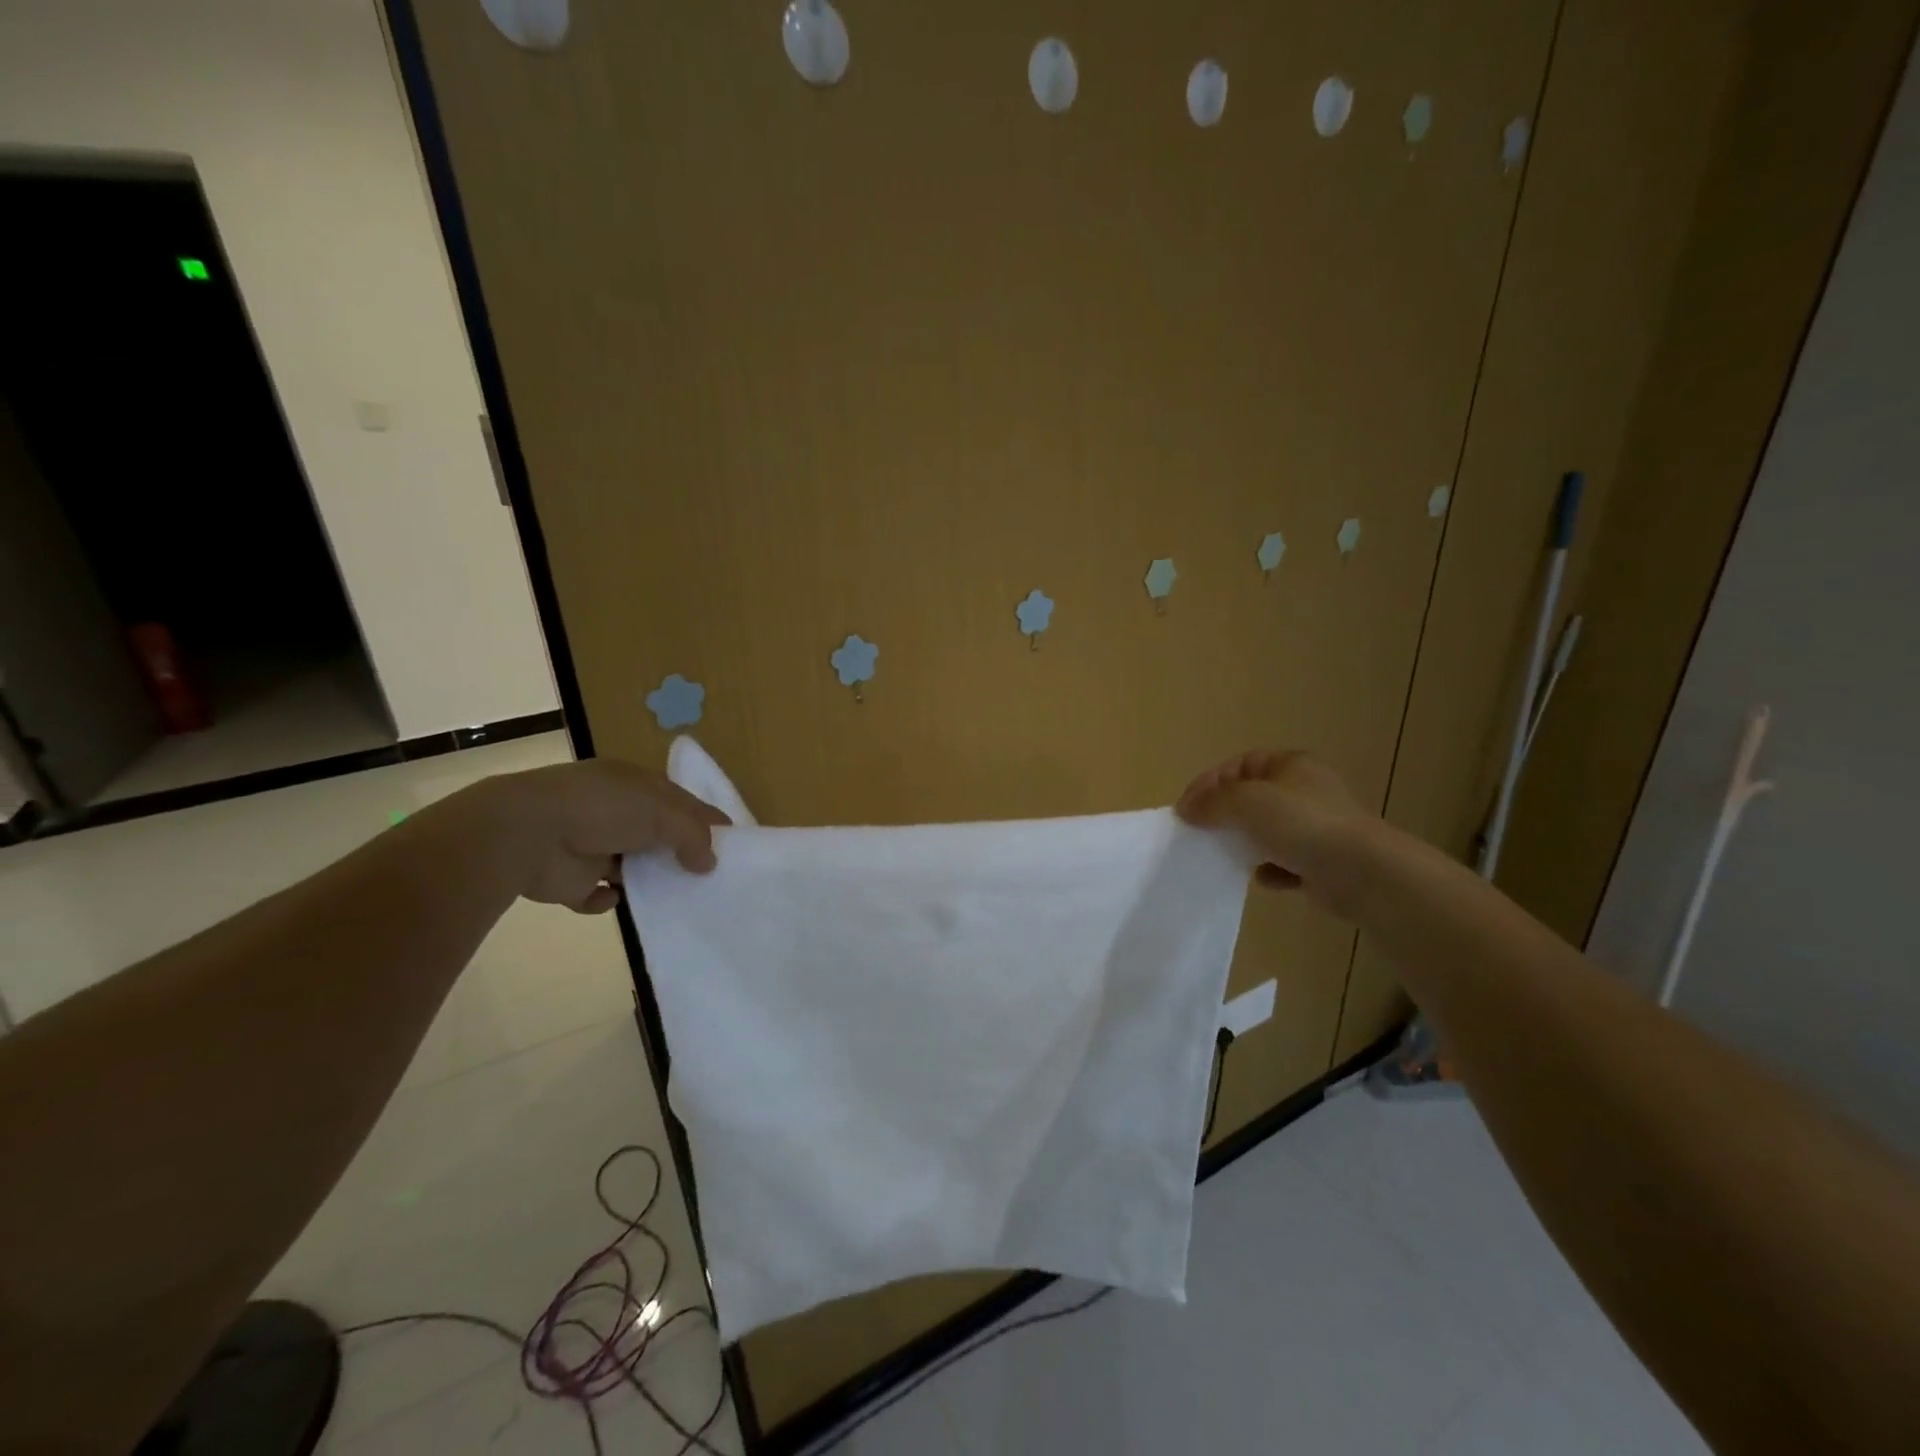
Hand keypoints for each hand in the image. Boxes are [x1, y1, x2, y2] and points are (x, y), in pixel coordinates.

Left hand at [469, 758, 728, 913]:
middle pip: (657, 834)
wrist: (526, 834)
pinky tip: (615, 898)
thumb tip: (710, 862)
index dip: (706, 820)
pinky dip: (606, 900)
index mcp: (633, 785)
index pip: (679, 801)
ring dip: (647, 879)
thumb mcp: (661, 811)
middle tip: (708, 877)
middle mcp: (612, 812)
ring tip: (675, 896)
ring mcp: (589, 845)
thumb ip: (693, 834)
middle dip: (680, 853)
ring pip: (630, 866)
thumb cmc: (602, 809)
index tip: (732, 844)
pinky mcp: (569, 880)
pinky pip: (596, 896)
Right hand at [1176, 750, 1374, 919]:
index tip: (1185, 810)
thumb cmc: (1302, 824)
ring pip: (1267, 831)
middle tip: (1200, 832)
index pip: (1239, 766)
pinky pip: (1285, 863)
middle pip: (1252, 798)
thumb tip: (1185, 809)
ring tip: (1227, 856)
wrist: (1363, 873)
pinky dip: (1271, 871)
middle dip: (1224, 815)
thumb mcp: (1247, 801)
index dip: (1209, 783)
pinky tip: (1264, 879)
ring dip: (1246, 844)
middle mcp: (1305, 791)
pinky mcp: (1323, 862)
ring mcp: (1316, 827)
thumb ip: (1212, 802)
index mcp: (1291, 764)